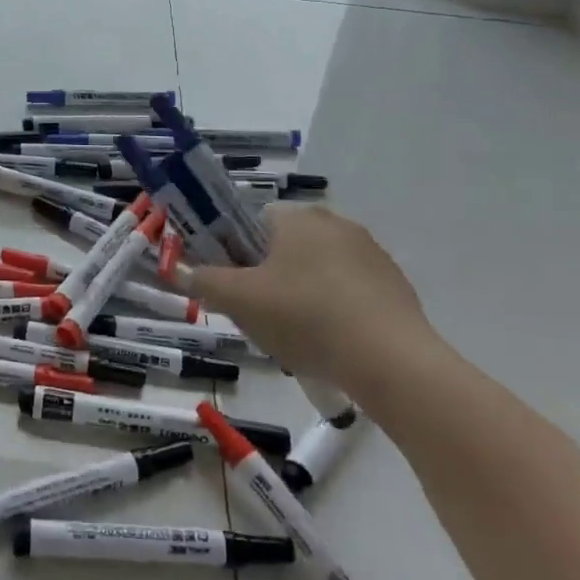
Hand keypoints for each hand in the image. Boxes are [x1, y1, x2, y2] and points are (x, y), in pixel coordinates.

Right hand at [190, 205, 439, 400]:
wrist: (392, 362)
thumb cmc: (306, 317)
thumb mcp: (240, 301)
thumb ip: (205, 282)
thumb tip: (183, 271)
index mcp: (297, 217)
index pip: (253, 222)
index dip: (237, 252)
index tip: (235, 286)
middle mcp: (336, 223)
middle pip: (286, 247)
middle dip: (270, 279)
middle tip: (261, 317)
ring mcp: (371, 254)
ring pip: (319, 272)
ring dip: (304, 297)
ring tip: (299, 340)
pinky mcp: (396, 286)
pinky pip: (351, 294)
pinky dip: (337, 314)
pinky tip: (334, 347)